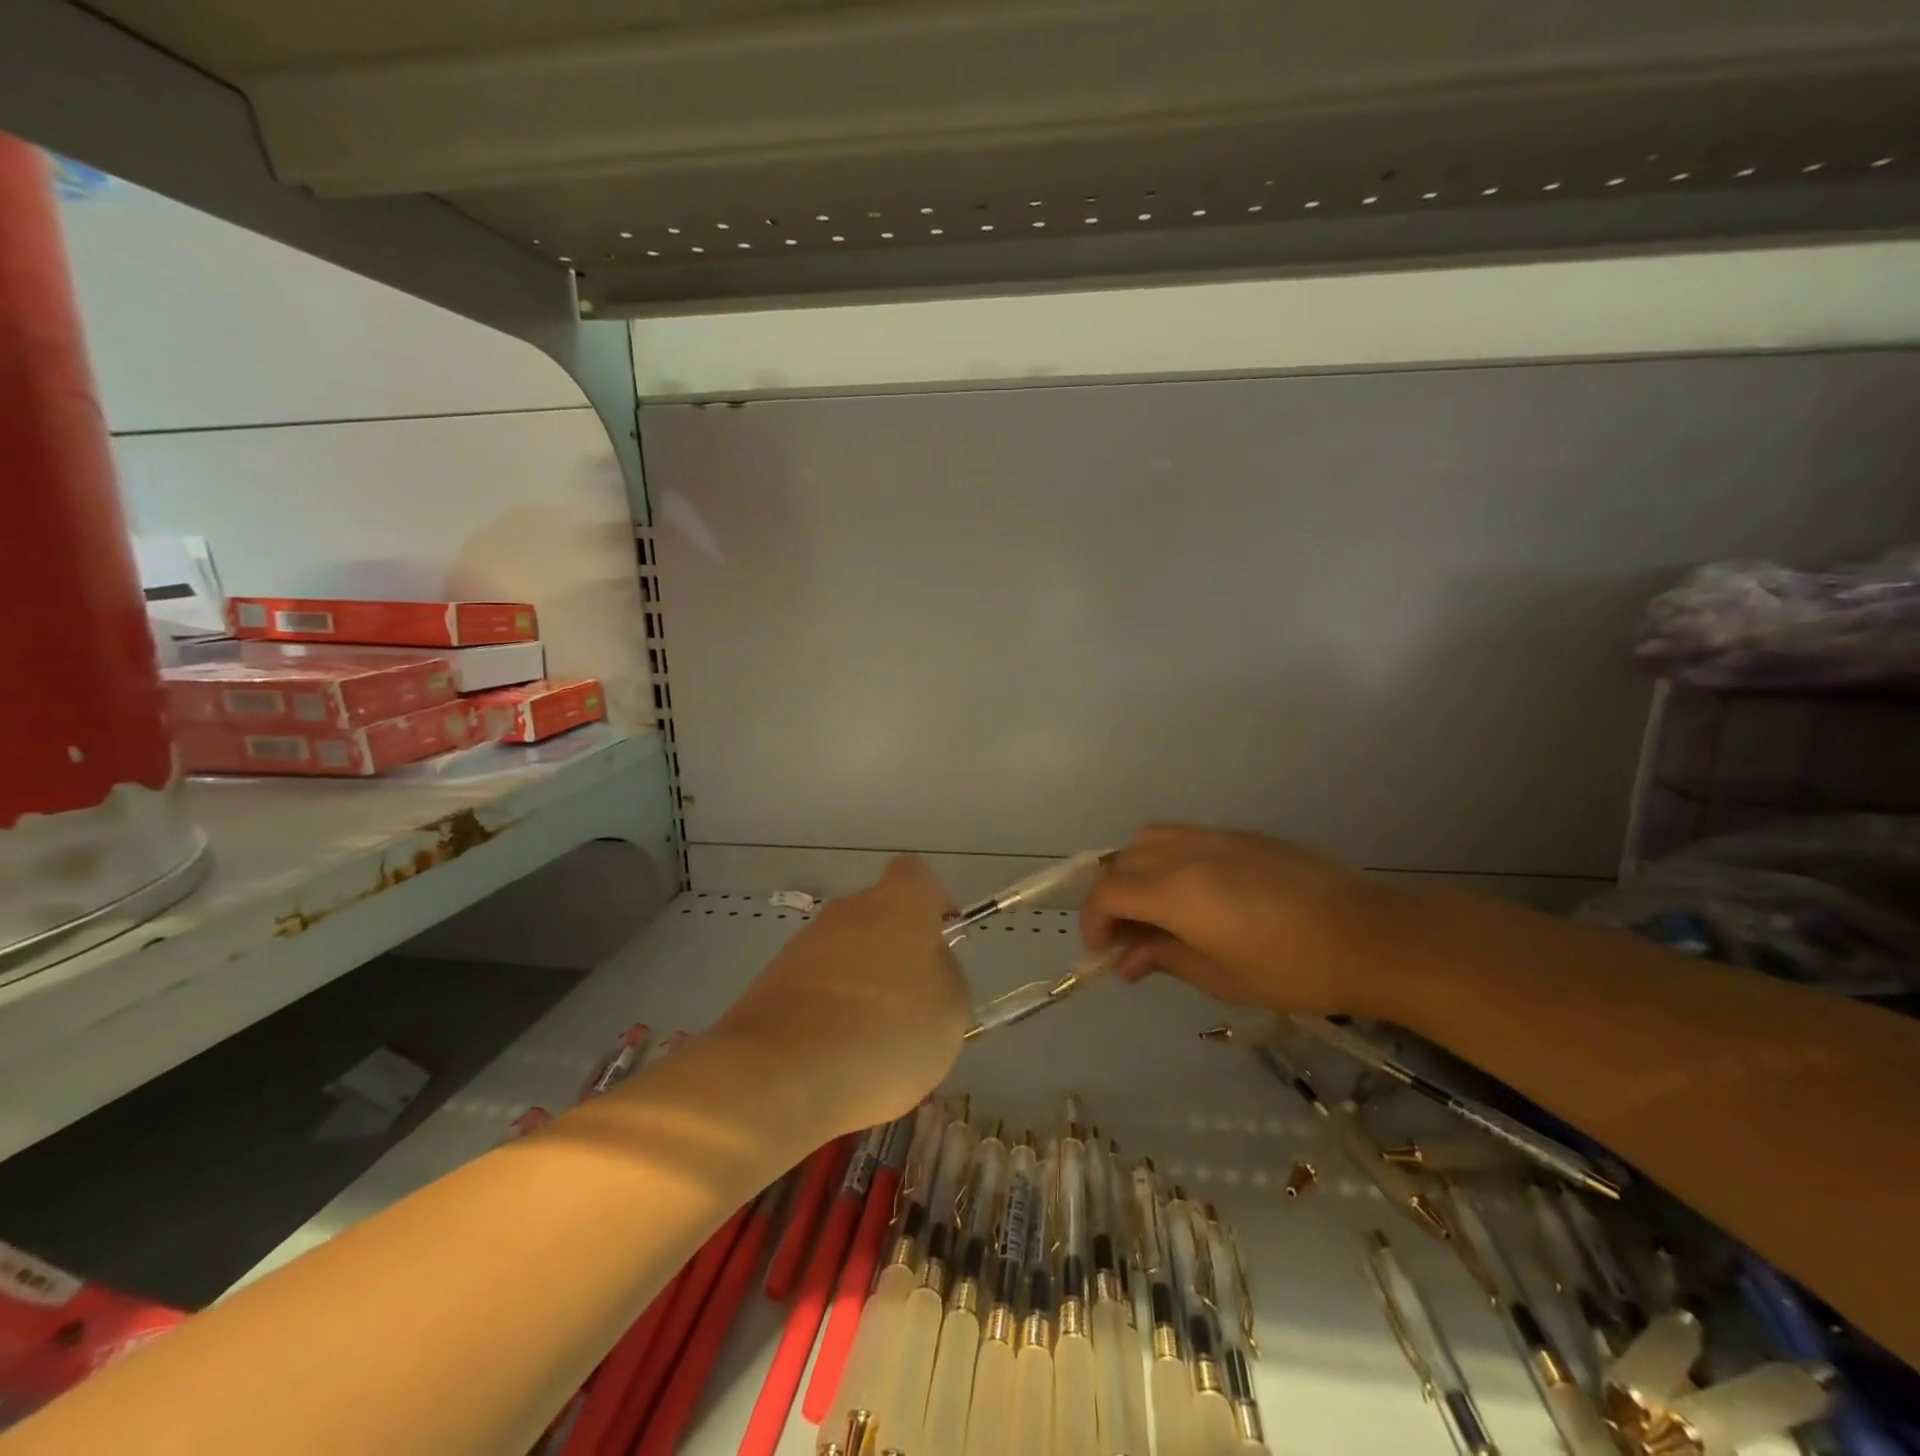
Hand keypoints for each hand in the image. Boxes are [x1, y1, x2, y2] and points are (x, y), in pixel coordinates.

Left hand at [714, 857, 968, 1138]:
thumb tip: (930, 967)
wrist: (783, 1074)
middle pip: (878, 917)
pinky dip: (828, 1014)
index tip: (942, 938)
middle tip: (911, 1005)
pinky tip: (835, 1059)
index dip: (933, 902)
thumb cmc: (887, 1032)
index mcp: (898, 904)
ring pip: (844, 955)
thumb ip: (946, 976)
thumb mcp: (950, 1011)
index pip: (916, 875)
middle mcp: (847, 912)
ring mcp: (803, 946)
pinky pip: (815, 989)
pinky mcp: (770, 983)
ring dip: (860, 986)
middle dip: (894, 953)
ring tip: (872, 1044)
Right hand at [1082, 824, 1416, 1016]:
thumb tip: (1126, 961)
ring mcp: (1215, 838)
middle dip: (1111, 899)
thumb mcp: (1221, 977)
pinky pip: (1183, 836)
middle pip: (1122, 862)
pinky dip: (1166, 859)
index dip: (1093, 922)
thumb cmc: (1294, 970)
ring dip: (1135, 871)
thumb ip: (1164, 959)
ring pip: (1149, 839)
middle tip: (1127, 938)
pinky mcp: (1241, 835)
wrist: (1370, 936)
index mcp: (1177, 892)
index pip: (1108, 893)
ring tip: (1153, 908)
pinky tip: (1193, 893)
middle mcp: (1186, 854)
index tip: (1103, 952)